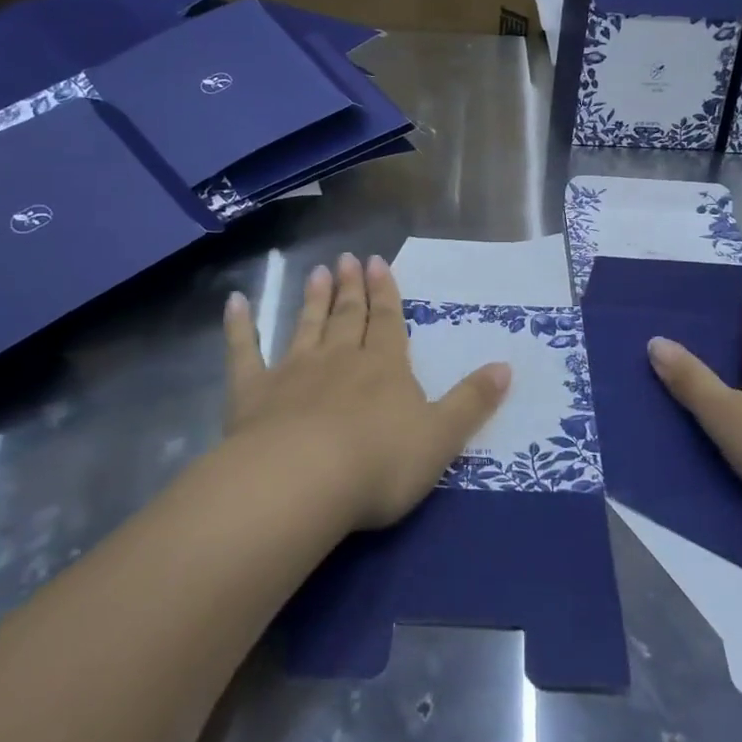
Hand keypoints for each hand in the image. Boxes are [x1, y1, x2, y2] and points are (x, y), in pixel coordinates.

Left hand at [222, 252, 511, 530]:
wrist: (303, 482)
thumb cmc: (380, 463)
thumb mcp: (442, 437)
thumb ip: (472, 402)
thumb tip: (506, 366)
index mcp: (384, 368)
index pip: (387, 322)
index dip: (386, 293)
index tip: (378, 262)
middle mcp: (340, 359)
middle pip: (348, 317)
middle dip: (351, 288)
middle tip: (347, 258)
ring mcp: (293, 372)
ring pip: (306, 327)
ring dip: (312, 300)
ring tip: (316, 272)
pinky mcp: (252, 393)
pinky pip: (243, 353)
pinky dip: (238, 327)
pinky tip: (234, 302)